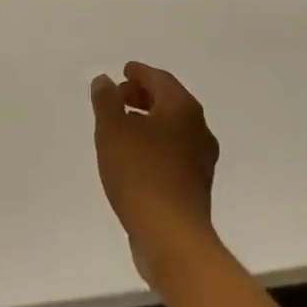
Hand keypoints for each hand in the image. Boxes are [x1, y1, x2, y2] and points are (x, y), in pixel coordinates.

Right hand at [91, 62, 220, 288]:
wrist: (171, 236)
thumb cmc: (140, 174)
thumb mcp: (112, 131)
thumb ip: (107, 101)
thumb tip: (105, 80)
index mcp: (182, 109)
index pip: (161, 79)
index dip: (140, 73)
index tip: (124, 71)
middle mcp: (199, 128)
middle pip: (170, 102)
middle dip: (144, 96)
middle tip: (119, 97)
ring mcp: (201, 159)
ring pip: (173, 127)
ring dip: (149, 120)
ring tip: (122, 126)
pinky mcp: (196, 184)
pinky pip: (174, 150)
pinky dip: (155, 142)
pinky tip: (135, 156)